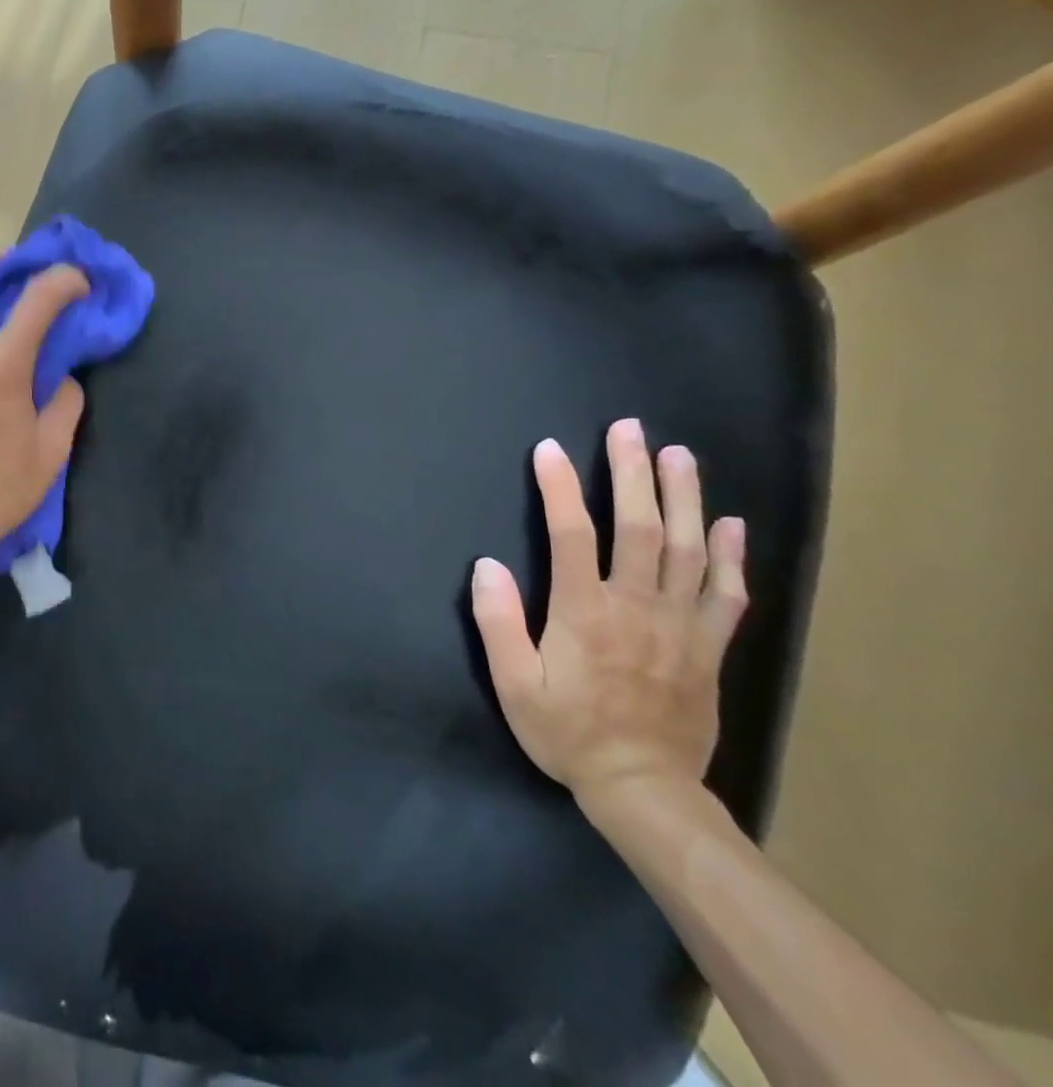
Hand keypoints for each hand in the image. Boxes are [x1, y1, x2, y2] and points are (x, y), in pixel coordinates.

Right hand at [470, 419, 747, 810]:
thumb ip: (499, 622)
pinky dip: (732, 556)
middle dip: (632, 474)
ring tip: (679, 455)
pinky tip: (731, 523)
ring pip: (689, 549)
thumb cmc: (567, 732)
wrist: (644, 789)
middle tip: (629, 430)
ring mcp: (680, 625)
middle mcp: (636, 606)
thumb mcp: (514, 684)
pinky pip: (727, 594)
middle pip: (640, 528)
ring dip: (684, 498)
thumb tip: (486, 564)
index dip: (559, 488)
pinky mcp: (708, 647)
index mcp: (585, 612)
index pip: (571, 535)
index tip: (549, 449)